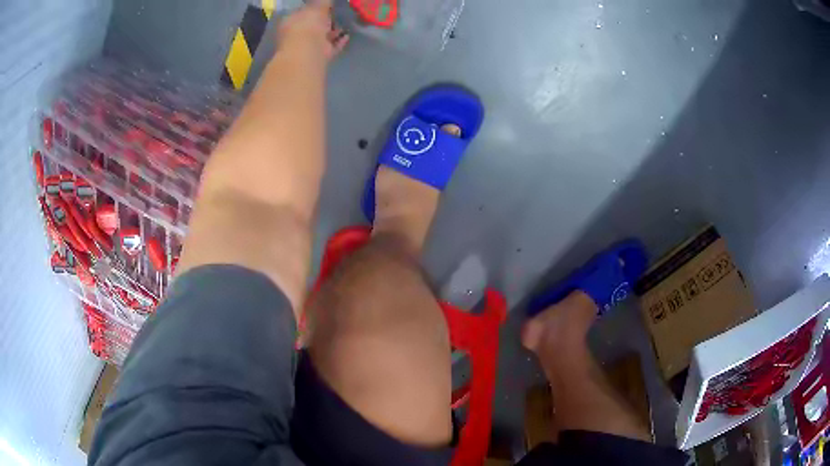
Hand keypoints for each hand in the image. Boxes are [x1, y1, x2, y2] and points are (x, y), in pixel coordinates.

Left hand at [279, 0, 349, 60]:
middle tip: (335, 16)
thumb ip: (324, 1)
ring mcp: (306, 48)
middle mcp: (295, 35)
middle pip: (311, 26)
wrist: (308, 52)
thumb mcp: (318, 6)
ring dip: (332, 33)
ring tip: (343, 26)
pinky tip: (346, 36)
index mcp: (290, 21)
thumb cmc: (308, 24)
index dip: (313, 9)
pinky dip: (338, 42)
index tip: (325, 6)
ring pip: (321, 38)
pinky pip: (330, 47)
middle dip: (323, 22)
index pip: (301, 12)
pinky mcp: (318, 57)